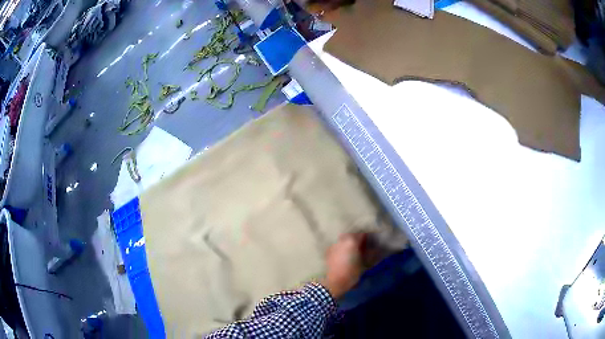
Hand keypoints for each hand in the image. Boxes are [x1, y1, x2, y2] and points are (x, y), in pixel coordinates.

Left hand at [322, 233, 365, 298]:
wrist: (334, 281)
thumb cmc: (351, 273)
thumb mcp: (363, 264)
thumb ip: (368, 253)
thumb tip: (372, 249)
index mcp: (352, 241)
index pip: (361, 234)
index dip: (367, 237)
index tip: (370, 241)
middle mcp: (342, 241)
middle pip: (351, 235)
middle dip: (357, 238)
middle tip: (362, 245)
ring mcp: (334, 245)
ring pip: (343, 240)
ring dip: (348, 242)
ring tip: (353, 250)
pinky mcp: (329, 251)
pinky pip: (338, 245)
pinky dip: (342, 247)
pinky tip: (345, 254)